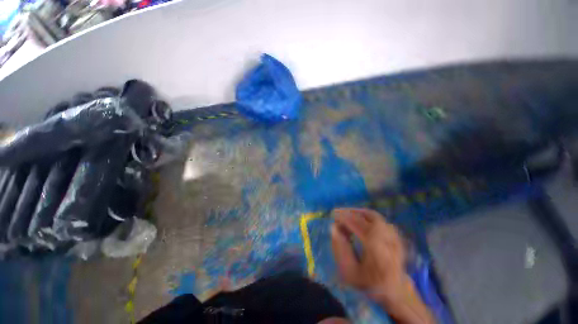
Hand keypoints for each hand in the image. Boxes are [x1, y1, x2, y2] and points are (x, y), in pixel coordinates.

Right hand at [331, 208, 434, 323]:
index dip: (344, 217)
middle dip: (351, 212)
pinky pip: (379, 220)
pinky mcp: (395, 236)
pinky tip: (358, 219)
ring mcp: (394, 237)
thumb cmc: (369, 284)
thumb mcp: (349, 272)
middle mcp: (388, 240)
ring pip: (374, 216)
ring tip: (346, 214)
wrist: (394, 292)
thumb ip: (340, 249)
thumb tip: (333, 227)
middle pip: (368, 217)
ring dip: (358, 212)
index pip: (359, 225)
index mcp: (377, 250)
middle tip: (338, 212)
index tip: (333, 215)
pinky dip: (366, 216)